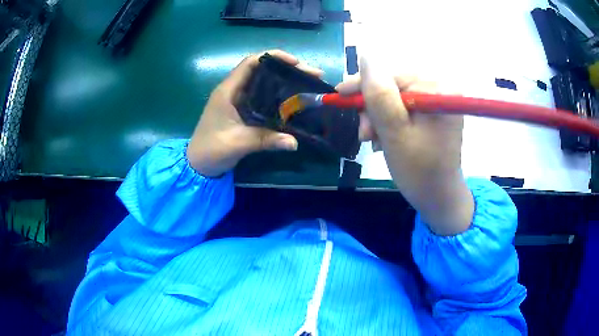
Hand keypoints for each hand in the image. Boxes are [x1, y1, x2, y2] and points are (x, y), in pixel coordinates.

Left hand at [187, 50, 323, 176]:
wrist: (198, 165)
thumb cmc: (211, 150)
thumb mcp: (238, 143)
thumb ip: (265, 140)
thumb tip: (294, 143)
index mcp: (228, 91)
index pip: (251, 63)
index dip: (274, 57)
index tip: (297, 63)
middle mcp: (234, 90)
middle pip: (262, 70)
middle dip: (287, 69)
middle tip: (312, 75)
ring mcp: (238, 100)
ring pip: (264, 83)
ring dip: (285, 81)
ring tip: (308, 84)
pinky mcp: (243, 110)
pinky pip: (263, 97)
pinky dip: (279, 96)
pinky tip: (294, 101)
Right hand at [336, 58, 473, 235]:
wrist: (438, 199)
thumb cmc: (419, 171)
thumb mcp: (395, 132)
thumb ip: (379, 94)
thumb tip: (366, 57)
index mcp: (438, 91)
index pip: (393, 76)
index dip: (365, 85)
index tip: (340, 96)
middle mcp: (441, 91)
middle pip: (395, 86)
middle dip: (374, 108)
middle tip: (364, 133)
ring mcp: (437, 103)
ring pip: (396, 99)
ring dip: (379, 118)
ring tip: (374, 141)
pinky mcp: (433, 114)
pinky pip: (404, 109)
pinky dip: (390, 123)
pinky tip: (385, 139)